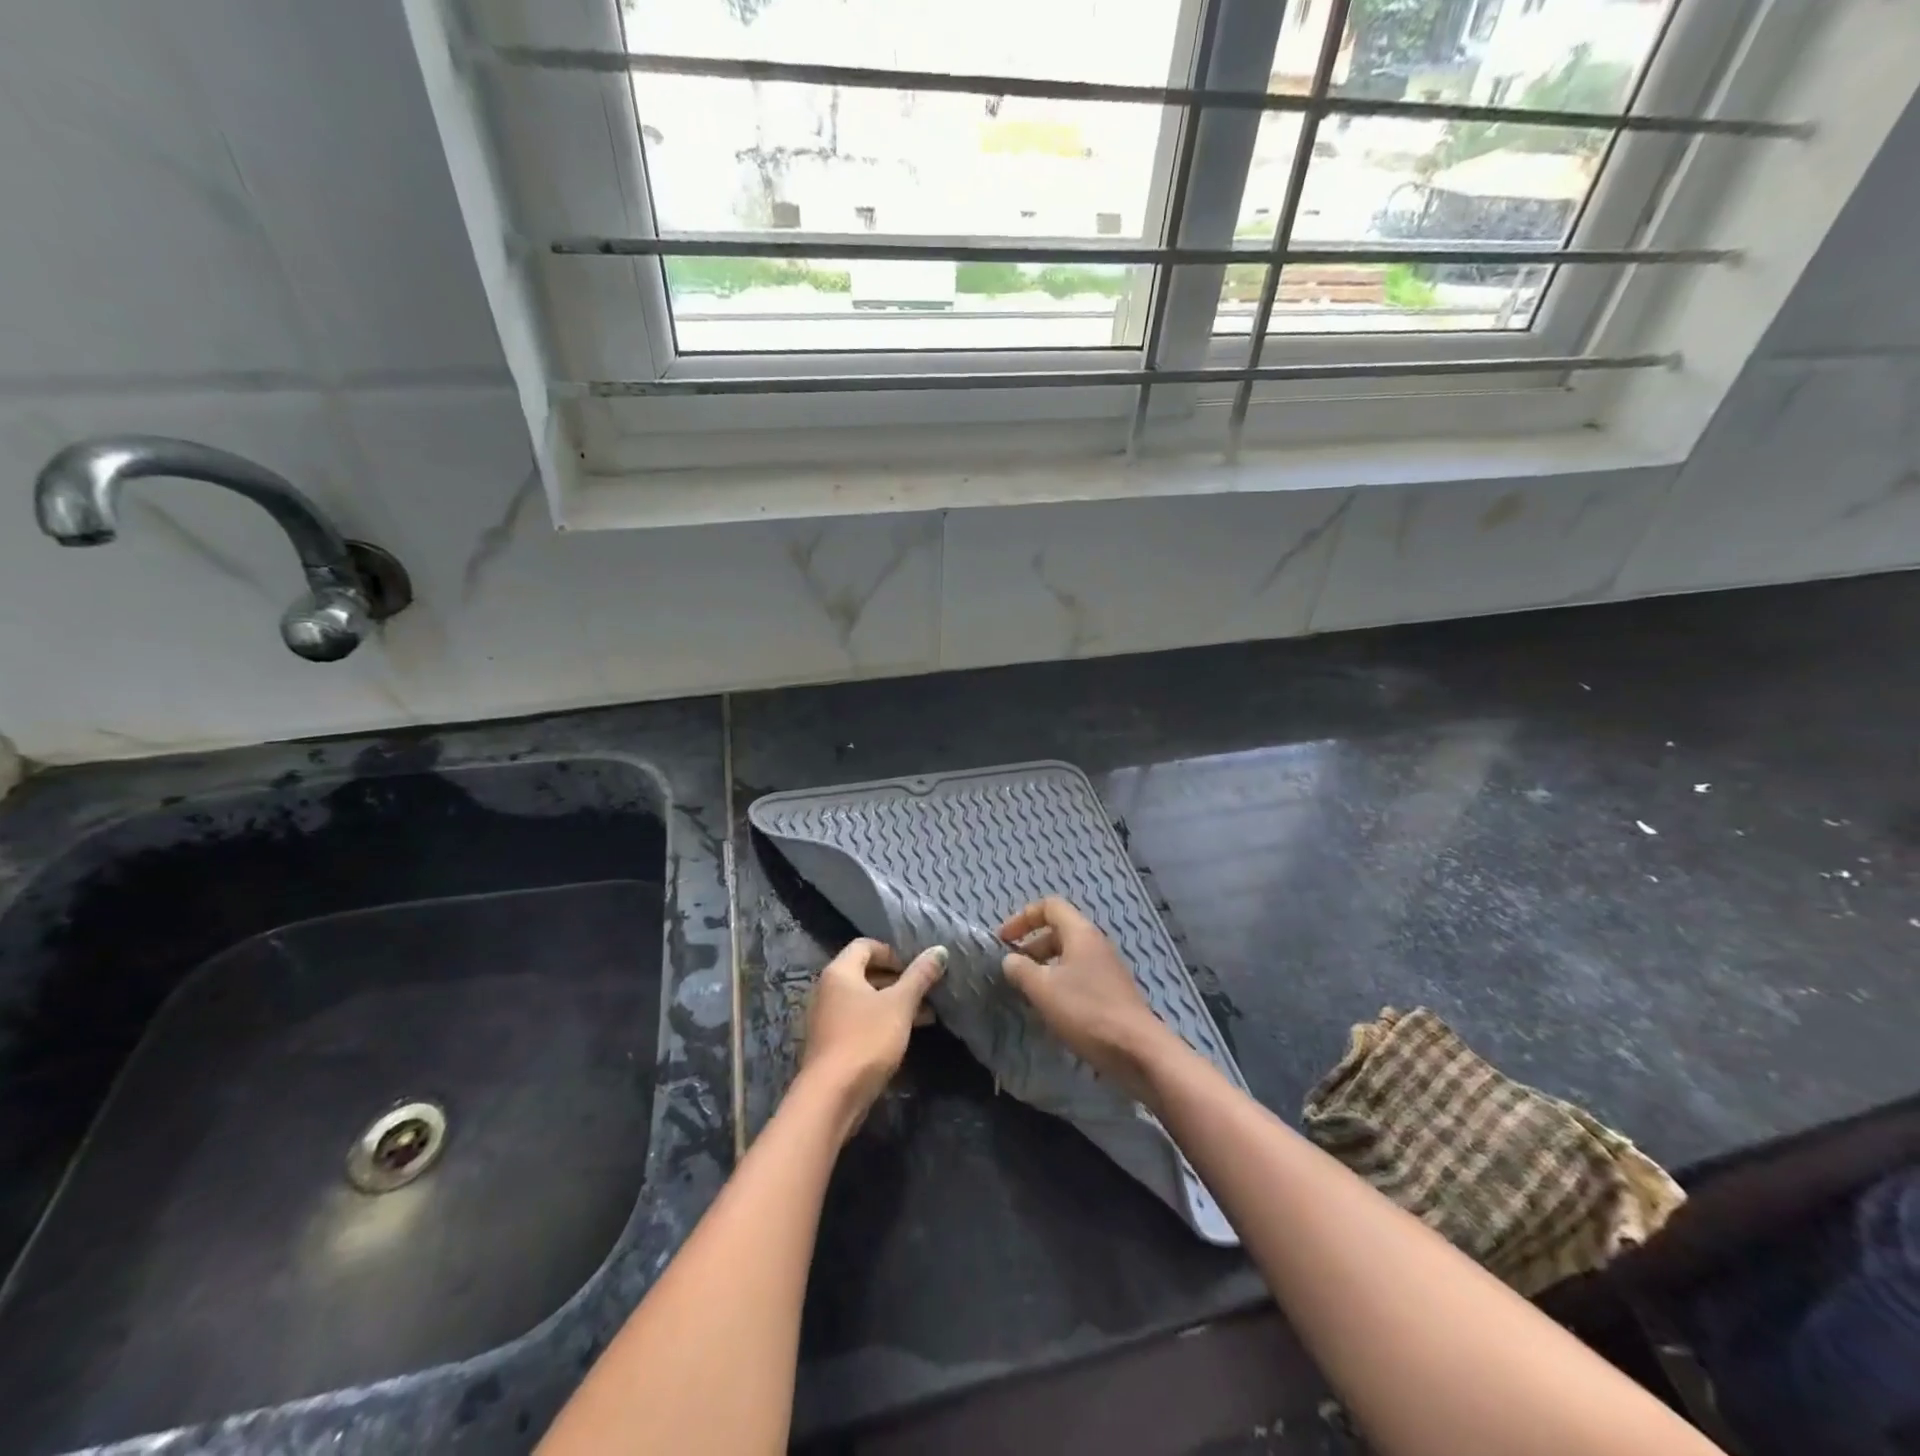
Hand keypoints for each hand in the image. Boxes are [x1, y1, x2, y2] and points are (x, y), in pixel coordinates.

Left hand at [800, 938, 945, 1130]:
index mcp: (840, 972)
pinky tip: (905, 1035)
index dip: (892, 952)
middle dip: (898, 980)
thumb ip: (920, 976)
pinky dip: (882, 1021)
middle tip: (925, 991)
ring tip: (926, 1016)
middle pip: (865, 972)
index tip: (915, 968)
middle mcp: (828, 989)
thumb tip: (939, 950)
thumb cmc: (866, 1039)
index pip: (865, 945)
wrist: (832, 1096)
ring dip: (894, 1003)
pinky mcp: (832, 1042)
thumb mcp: (900, 1004)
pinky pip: (860, 1020)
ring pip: (865, 999)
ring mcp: (827, 1017)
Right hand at [998, 897, 1174, 1099]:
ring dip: (1044, 966)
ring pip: (1068, 955)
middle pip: (1059, 930)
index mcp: (1081, 933)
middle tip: (1012, 968)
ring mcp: (1107, 968)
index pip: (1049, 906)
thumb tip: (1010, 960)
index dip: (1023, 917)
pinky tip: (1050, 1008)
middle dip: (1031, 944)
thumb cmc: (1086, 1011)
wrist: (1137, 1050)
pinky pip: (1079, 975)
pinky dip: (1059, 983)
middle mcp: (1096, 943)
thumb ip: (1021, 969)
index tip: (1004, 940)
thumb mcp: (1043, 989)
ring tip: (1027, 990)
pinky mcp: (1111, 991)